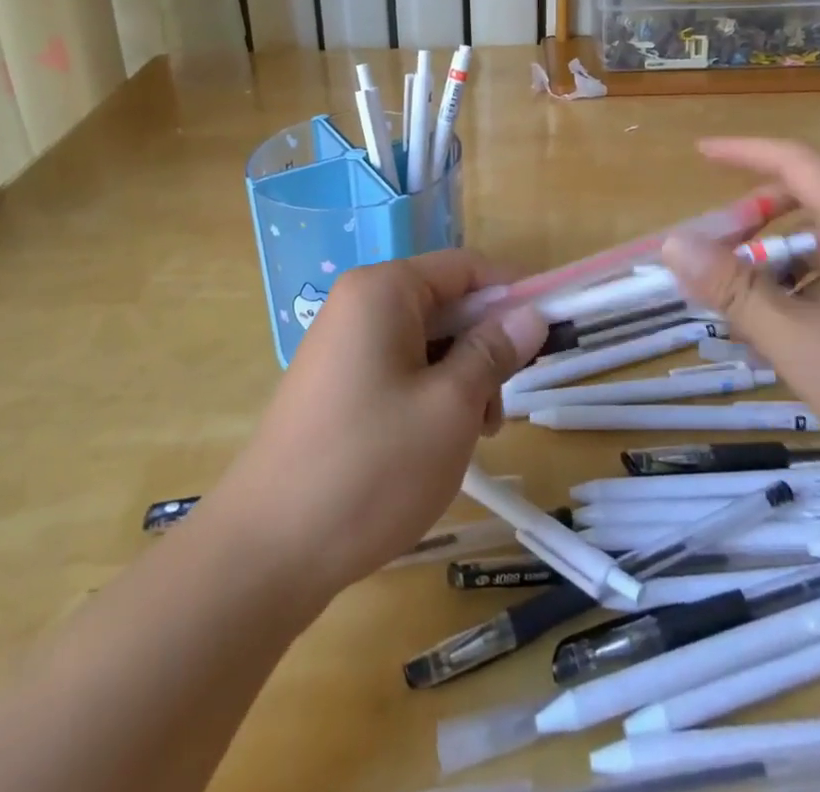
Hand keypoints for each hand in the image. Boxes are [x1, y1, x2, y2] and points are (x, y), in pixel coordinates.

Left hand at [207, 250, 547, 603]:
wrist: (267, 552)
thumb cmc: (371, 466)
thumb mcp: (451, 406)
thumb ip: (494, 351)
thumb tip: (530, 313)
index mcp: (383, 290)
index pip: (465, 267)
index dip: (513, 291)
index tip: (552, 327)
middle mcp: (358, 305)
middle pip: (445, 304)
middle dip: (484, 347)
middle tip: (502, 406)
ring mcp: (342, 347)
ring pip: (425, 343)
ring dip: (460, 379)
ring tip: (470, 437)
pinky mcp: (335, 386)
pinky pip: (398, 370)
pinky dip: (429, 396)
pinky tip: (435, 445)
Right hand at [661, 138, 819, 517]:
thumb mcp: (804, 348)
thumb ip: (734, 291)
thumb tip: (674, 243)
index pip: (796, 161)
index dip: (742, 152)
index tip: (698, 154)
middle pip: (814, 200)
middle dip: (756, 222)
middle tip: (713, 257)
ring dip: (786, 263)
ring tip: (750, 312)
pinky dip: (817, 285)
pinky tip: (803, 337)